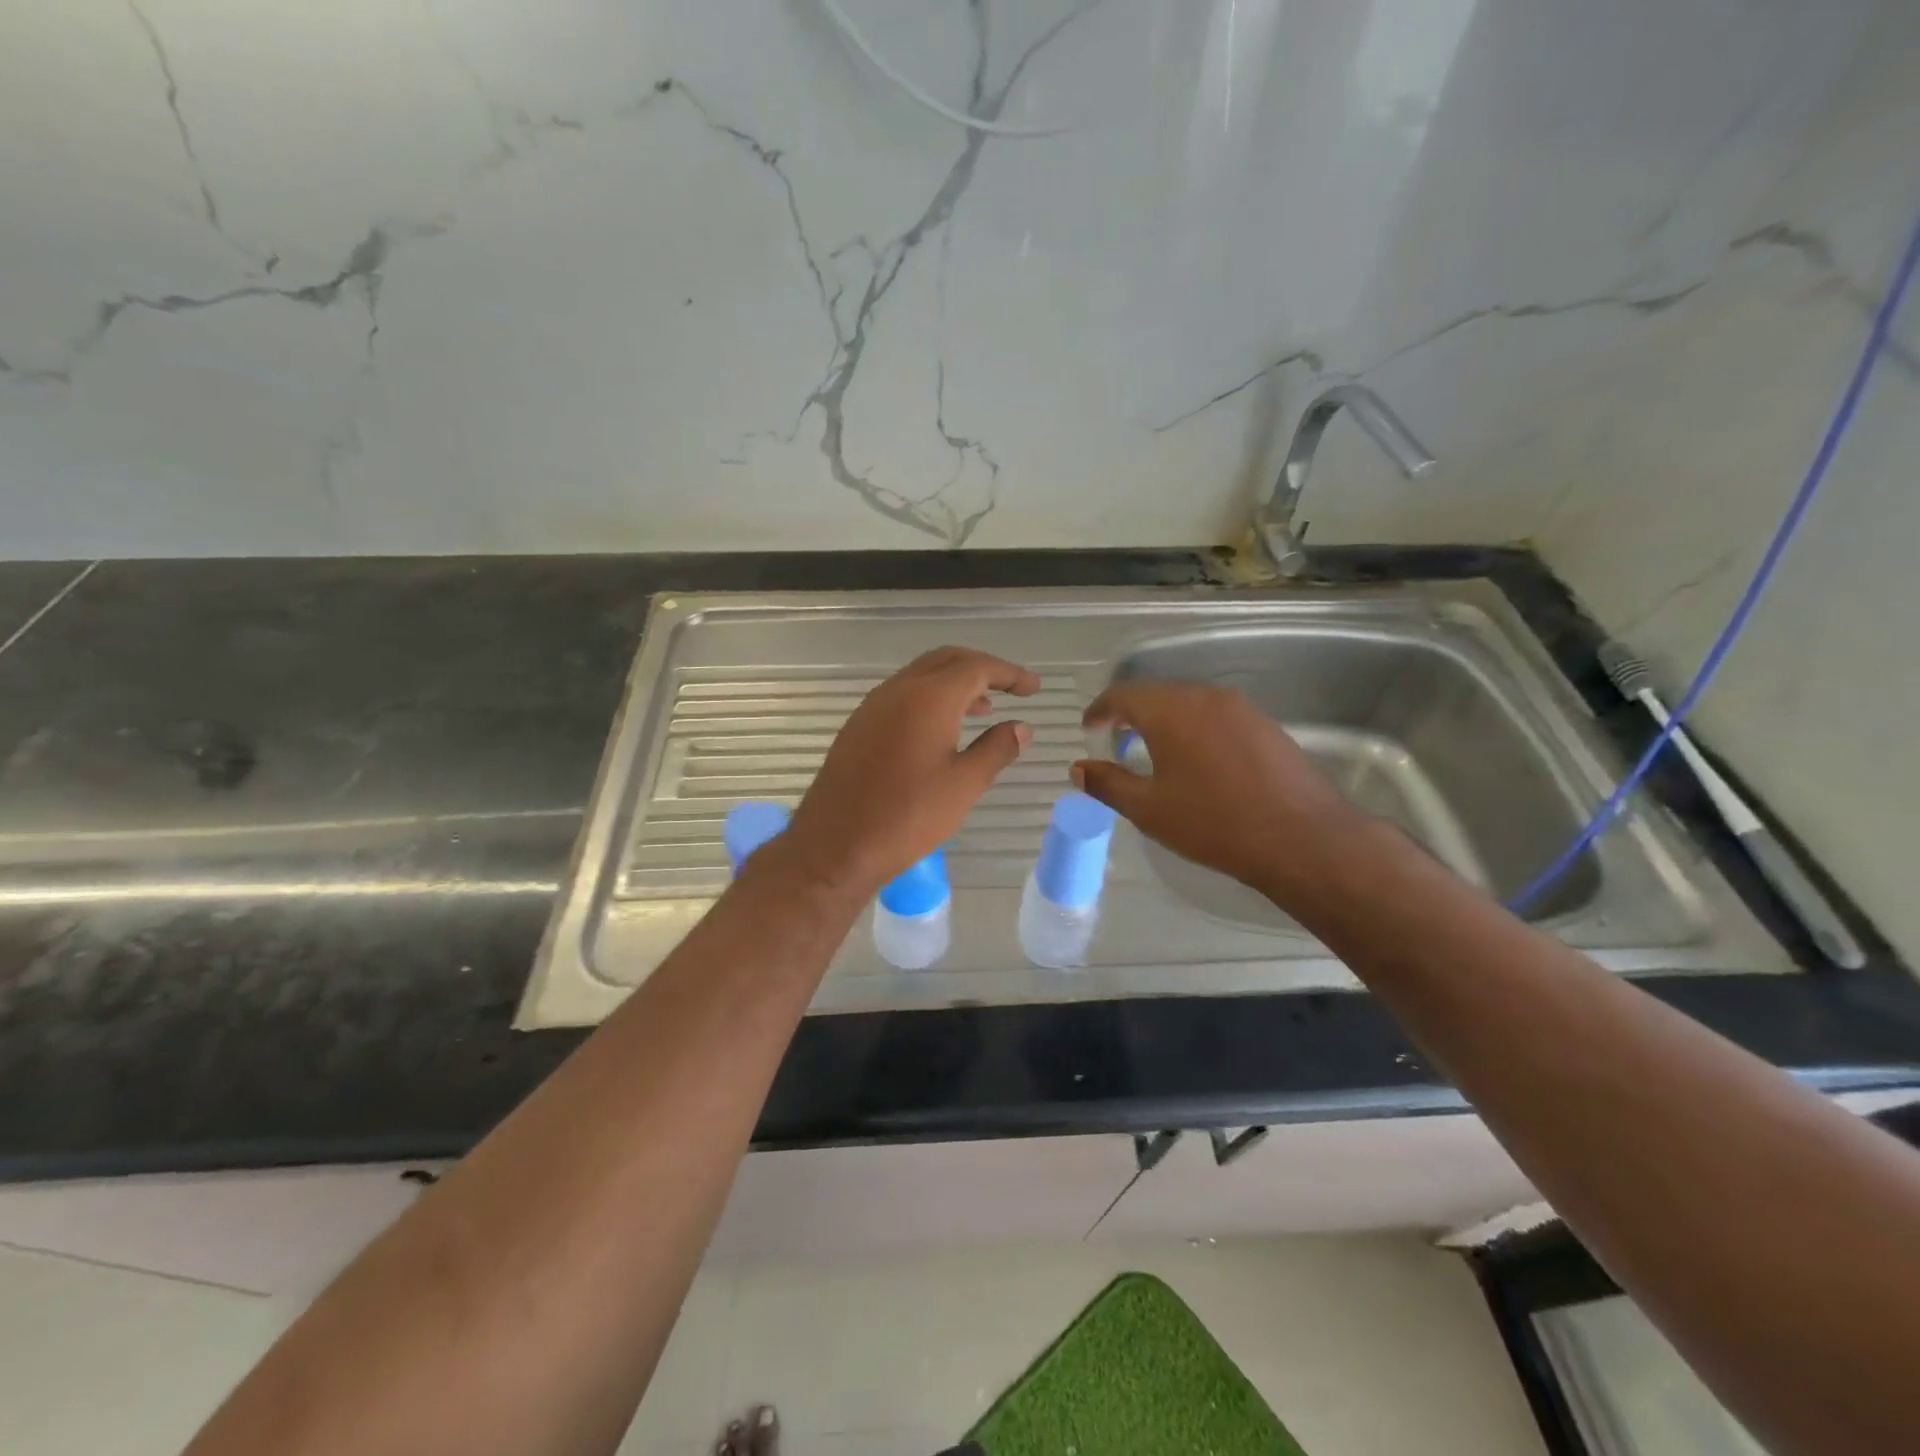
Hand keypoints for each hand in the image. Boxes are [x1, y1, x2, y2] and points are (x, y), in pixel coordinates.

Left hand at [780, 647, 1039, 900]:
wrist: (835, 845)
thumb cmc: (908, 816)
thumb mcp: (964, 785)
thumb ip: (997, 749)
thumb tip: (1022, 727)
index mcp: (929, 697)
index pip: (977, 667)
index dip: (1010, 674)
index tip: (1034, 688)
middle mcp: (899, 690)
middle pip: (948, 660)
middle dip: (983, 668)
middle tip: (1012, 688)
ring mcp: (874, 706)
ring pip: (922, 676)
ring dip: (956, 683)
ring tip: (985, 707)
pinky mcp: (859, 725)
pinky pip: (902, 695)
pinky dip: (931, 698)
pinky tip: (942, 729)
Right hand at [1071, 680, 1364, 900]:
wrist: (1302, 838)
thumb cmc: (1214, 823)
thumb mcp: (1149, 809)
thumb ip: (1107, 784)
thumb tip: (1078, 769)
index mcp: (1170, 710)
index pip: (1122, 695)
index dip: (1100, 711)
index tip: (1089, 730)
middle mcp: (1205, 697)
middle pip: (1156, 694)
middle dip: (1131, 715)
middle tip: (1116, 742)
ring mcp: (1241, 708)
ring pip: (1189, 704)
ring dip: (1164, 721)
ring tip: (1154, 752)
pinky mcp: (1265, 724)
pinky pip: (1216, 716)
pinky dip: (1195, 729)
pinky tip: (1198, 761)